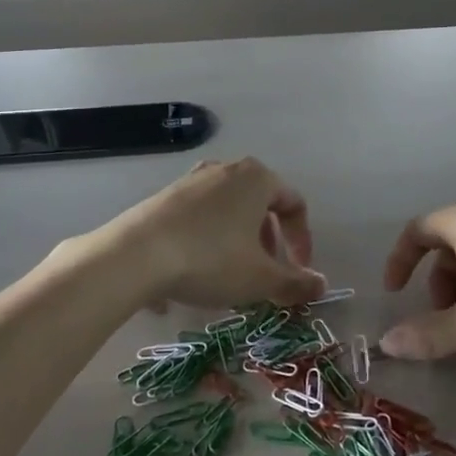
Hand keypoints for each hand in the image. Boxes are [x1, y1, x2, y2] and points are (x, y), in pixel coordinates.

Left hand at [101, 157, 326, 311]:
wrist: (135, 255)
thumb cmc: (211, 259)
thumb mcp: (260, 279)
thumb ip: (295, 282)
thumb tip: (321, 286)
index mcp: (257, 178)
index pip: (294, 204)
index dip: (302, 240)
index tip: (298, 272)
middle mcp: (226, 169)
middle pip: (260, 205)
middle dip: (269, 243)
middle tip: (265, 274)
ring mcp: (191, 180)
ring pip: (229, 211)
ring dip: (239, 243)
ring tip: (231, 276)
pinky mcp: (164, 196)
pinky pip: (201, 218)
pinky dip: (210, 241)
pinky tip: (197, 272)